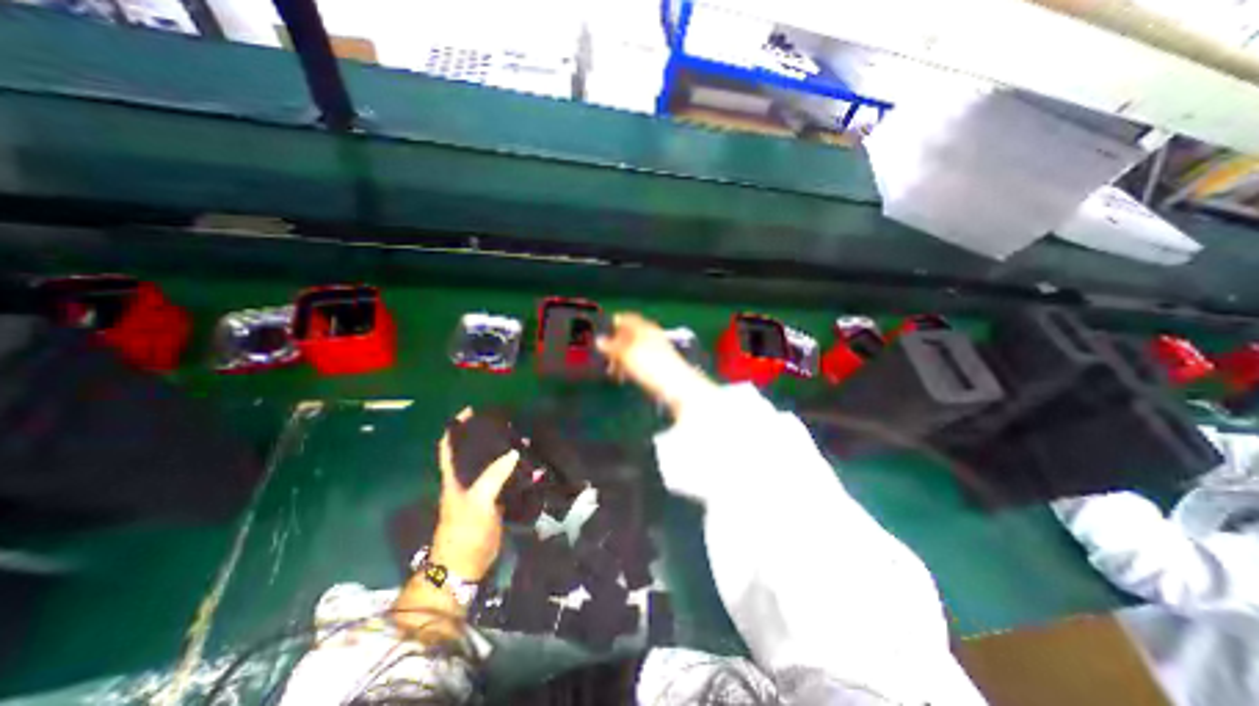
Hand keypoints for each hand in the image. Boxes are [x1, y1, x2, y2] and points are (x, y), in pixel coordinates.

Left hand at [435, 406, 522, 582]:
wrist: (465, 565)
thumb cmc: (465, 531)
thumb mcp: (479, 501)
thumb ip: (495, 475)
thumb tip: (514, 453)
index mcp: (454, 477)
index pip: (449, 446)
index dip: (455, 427)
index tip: (470, 410)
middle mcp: (464, 481)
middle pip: (470, 452)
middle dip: (483, 435)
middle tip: (504, 422)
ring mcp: (478, 492)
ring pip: (488, 465)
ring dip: (500, 452)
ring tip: (519, 439)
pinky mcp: (490, 502)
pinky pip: (502, 479)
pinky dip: (512, 470)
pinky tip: (526, 466)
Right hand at [595, 312, 712, 419]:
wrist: (678, 386)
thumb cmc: (652, 366)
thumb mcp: (627, 354)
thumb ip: (612, 346)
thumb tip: (599, 340)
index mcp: (646, 328)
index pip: (627, 318)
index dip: (613, 323)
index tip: (602, 331)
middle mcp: (653, 336)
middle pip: (630, 335)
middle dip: (616, 344)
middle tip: (604, 355)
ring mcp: (658, 351)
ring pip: (635, 350)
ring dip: (622, 358)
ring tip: (612, 369)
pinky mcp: (661, 366)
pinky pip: (641, 362)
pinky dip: (631, 366)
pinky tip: (625, 376)